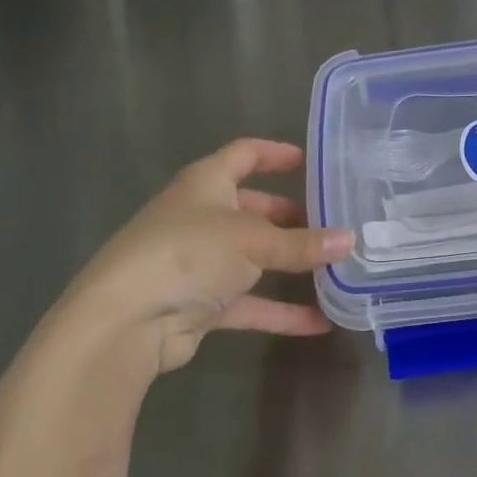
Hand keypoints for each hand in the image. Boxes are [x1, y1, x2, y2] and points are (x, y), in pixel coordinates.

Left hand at [46, 139, 351, 377]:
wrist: (126, 320)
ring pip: (252, 257)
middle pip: (251, 207)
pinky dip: (280, 310)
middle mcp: (200, 216)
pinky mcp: (199, 303)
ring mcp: (198, 262)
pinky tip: (319, 322)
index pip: (244, 154)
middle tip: (330, 221)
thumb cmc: (188, 253)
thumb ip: (301, 243)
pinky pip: (249, 302)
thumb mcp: (253, 240)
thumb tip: (350, 239)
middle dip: (289, 215)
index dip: (276, 154)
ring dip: (288, 263)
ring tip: (332, 267)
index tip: (312, 161)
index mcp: (206, 183)